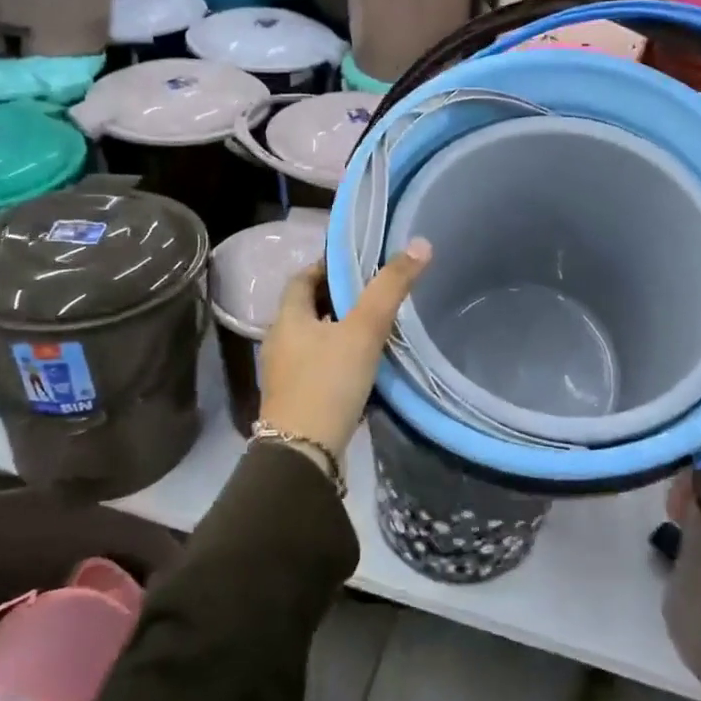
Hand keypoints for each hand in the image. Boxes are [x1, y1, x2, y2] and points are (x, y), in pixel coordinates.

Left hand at [258, 240, 432, 459]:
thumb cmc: (328, 383)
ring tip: (374, 327)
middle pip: (308, 309)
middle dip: (337, 298)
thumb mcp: (364, 330)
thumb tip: (420, 244)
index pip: (302, 278)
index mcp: (287, 318)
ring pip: (314, 339)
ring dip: (339, 330)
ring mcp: (285, 375)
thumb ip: (390, 288)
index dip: (327, 266)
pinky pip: (318, 367)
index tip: (357, 263)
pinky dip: (339, 358)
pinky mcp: (297, 401)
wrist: (303, 456)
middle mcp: (280, 342)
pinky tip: (364, 366)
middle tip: (374, 292)